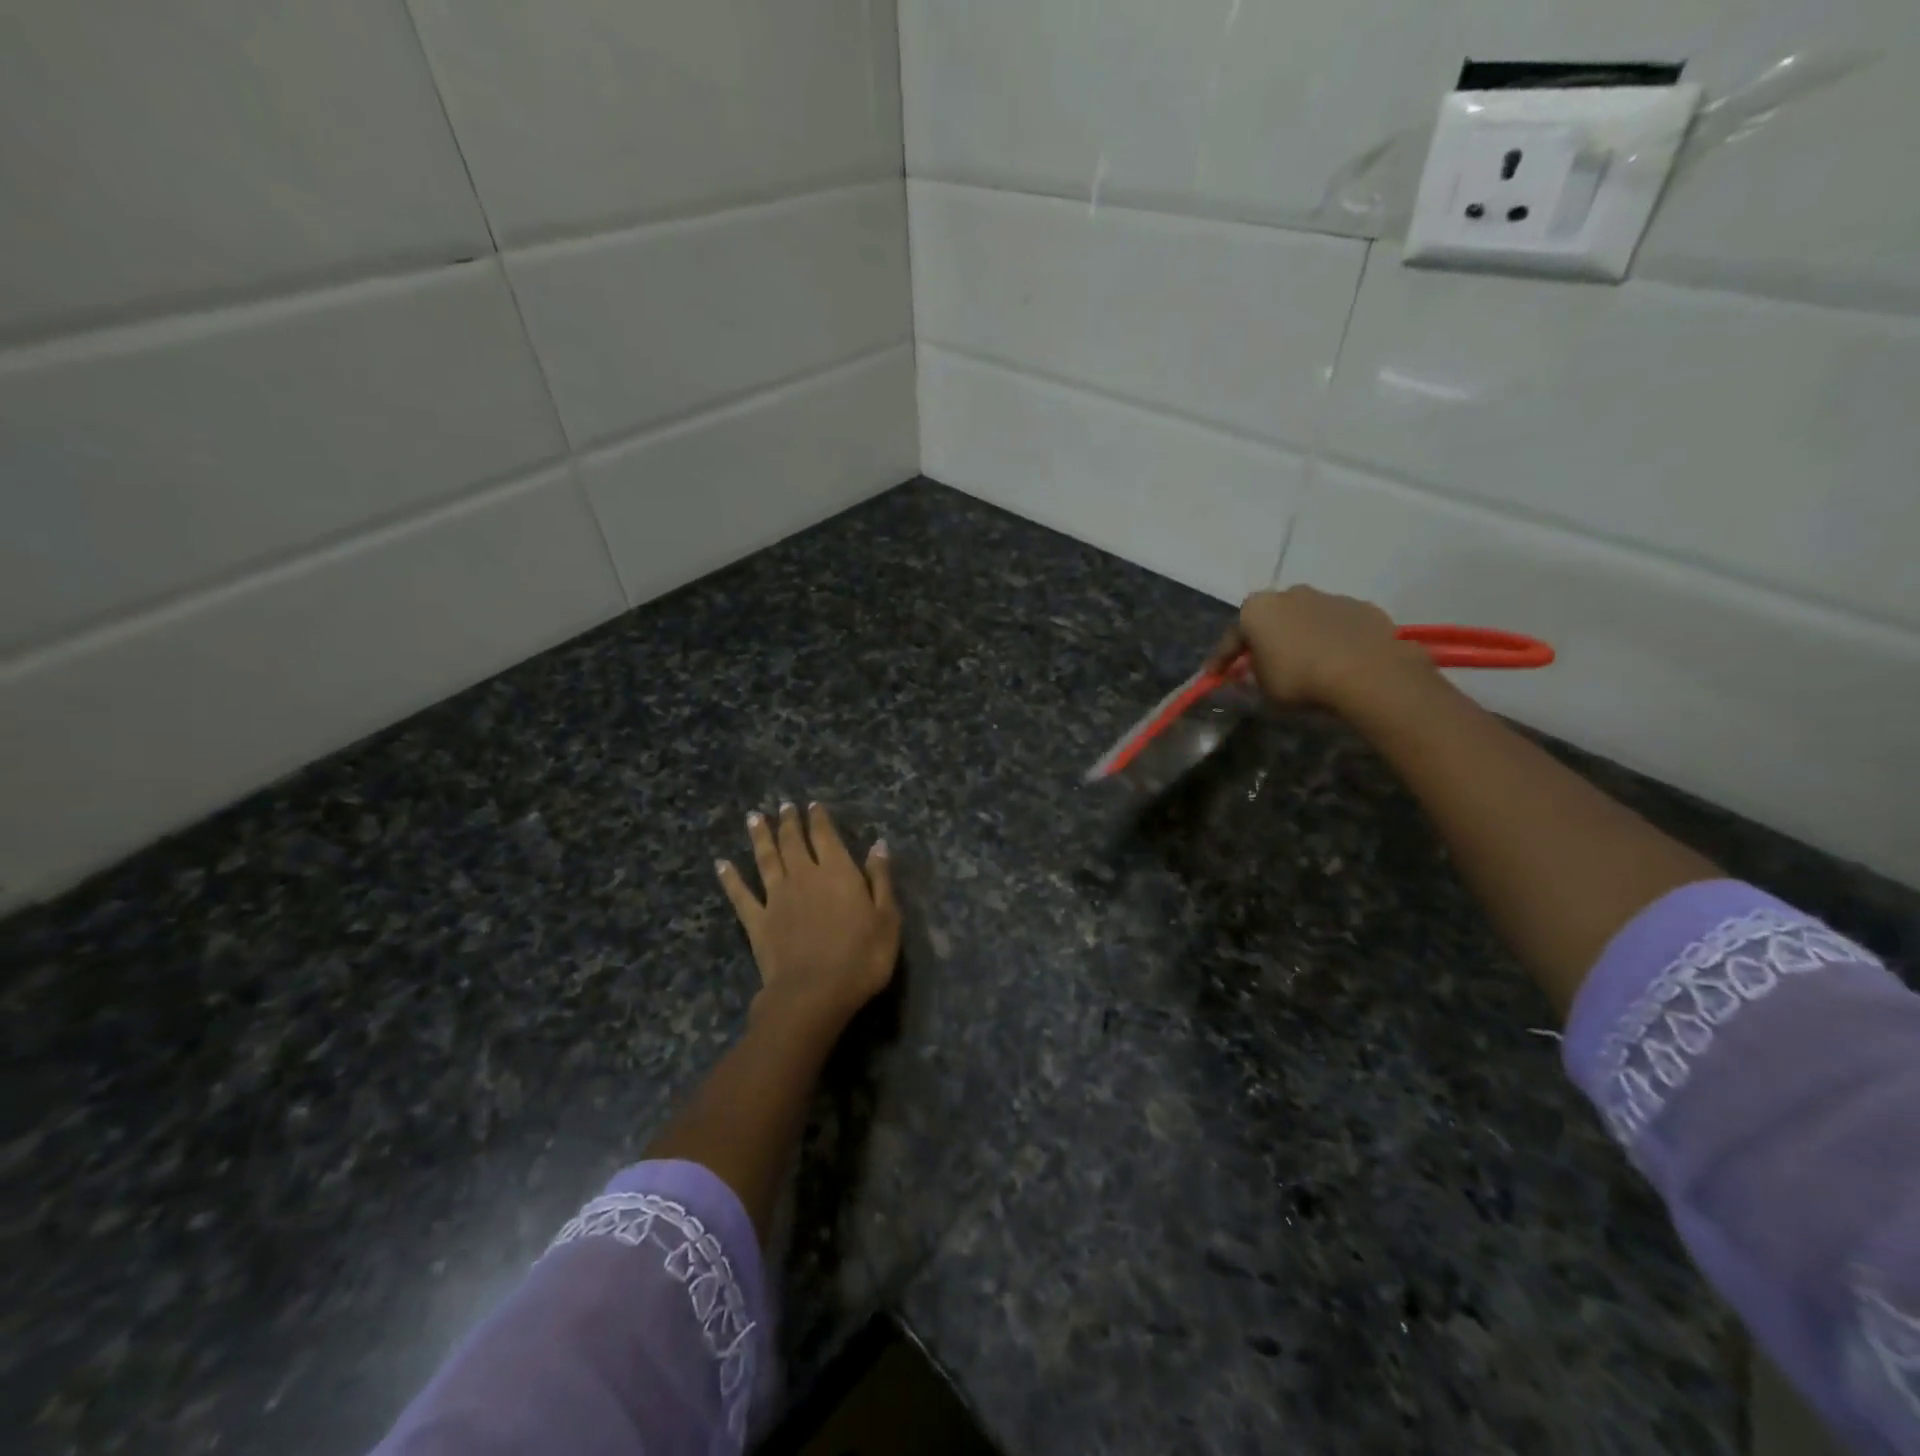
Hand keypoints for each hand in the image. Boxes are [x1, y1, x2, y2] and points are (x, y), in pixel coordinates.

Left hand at [717, 802, 899, 1032]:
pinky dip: (730, 878)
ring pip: (766, 859)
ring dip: (760, 837)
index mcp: (837, 872)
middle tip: (784, 805)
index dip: (819, 819)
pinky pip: (740, 894)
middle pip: (793, 842)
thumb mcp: (887, 918)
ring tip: (754, 817)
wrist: (814, 993)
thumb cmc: (861, 957)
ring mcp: (776, 898)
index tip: (812, 805)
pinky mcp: (757, 922)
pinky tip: (721, 864)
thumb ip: (880, 879)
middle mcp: (804, 876)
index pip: (826, 836)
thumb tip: (878, 845)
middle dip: (789, 822)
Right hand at [1204, 586, 1433, 712]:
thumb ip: (1251, 676)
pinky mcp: (1361, 607)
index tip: (1215, 676)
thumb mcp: (1262, 688)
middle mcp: (1289, 593)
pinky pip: (1337, 625)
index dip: (1221, 660)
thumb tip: (1250, 672)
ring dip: (1301, 637)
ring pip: (1306, 618)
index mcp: (1256, 609)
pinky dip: (1333, 639)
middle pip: (1271, 620)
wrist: (1365, 671)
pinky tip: (1338, 661)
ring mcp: (1328, 596)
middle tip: (1263, 666)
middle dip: (1265, 640)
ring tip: (1307, 664)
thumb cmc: (1299, 678)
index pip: (1231, 638)